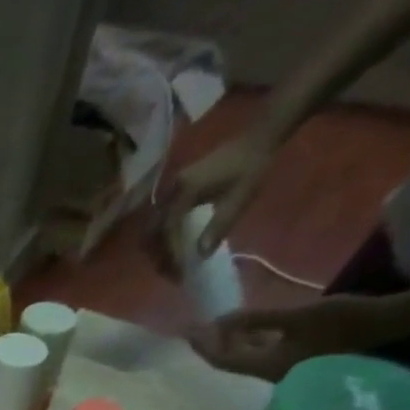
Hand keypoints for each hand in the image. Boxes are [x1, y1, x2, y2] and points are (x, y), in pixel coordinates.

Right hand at [146, 129, 278, 276]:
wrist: (258, 137)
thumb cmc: (252, 166)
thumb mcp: (240, 197)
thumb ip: (220, 224)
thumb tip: (201, 255)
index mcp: (184, 192)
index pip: (167, 230)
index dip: (169, 253)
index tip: (178, 271)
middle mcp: (171, 192)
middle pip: (152, 231)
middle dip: (158, 254)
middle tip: (171, 272)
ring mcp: (170, 191)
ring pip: (152, 227)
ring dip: (158, 248)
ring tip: (171, 263)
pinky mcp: (175, 192)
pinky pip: (160, 220)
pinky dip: (162, 237)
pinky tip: (173, 247)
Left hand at [189, 293, 409, 379]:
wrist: (387, 326)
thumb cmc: (344, 321)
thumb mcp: (296, 317)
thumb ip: (257, 320)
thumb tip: (221, 321)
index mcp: (266, 367)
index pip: (222, 360)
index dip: (203, 345)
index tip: (187, 330)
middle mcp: (268, 373)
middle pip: (230, 360)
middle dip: (212, 344)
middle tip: (197, 326)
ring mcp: (281, 368)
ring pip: (245, 356)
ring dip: (230, 342)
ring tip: (215, 324)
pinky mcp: (294, 359)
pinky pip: (261, 352)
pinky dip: (249, 340)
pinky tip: (244, 327)